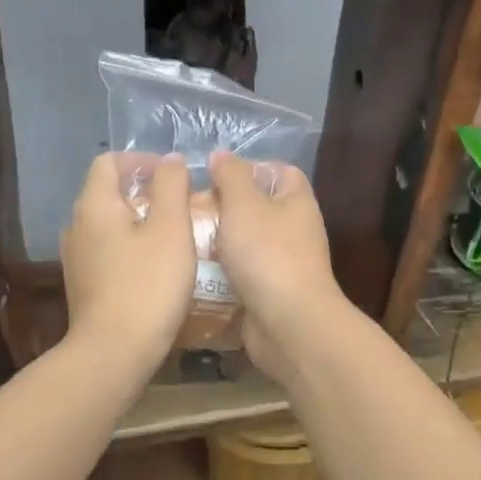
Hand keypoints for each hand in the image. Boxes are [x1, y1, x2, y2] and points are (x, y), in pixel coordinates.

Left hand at [60, 152, 194, 371]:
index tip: (174, 174)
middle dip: (145, 190)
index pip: (110, 161)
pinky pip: (109, 250)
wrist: (113, 353)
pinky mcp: (84, 284)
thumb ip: (171, 186)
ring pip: (110, 223)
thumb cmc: (147, 284)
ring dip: (141, 220)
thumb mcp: (171, 228)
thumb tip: (170, 160)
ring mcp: (77, 257)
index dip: (142, 160)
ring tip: (175, 234)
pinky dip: (132, 246)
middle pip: (109, 192)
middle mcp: (77, 225)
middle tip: (182, 204)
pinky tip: (157, 266)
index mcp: (94, 205)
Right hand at [208, 151, 343, 373]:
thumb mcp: (244, 204)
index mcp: (297, 202)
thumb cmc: (268, 254)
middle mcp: (296, 231)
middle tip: (190, 210)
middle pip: (258, 209)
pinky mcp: (270, 295)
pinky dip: (220, 276)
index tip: (215, 175)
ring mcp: (284, 265)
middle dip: (225, 208)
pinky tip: (192, 274)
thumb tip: (222, 155)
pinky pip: (241, 277)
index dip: (250, 168)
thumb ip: (231, 176)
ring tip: (183, 240)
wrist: (288, 324)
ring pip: (246, 245)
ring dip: (218, 244)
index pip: (280, 172)